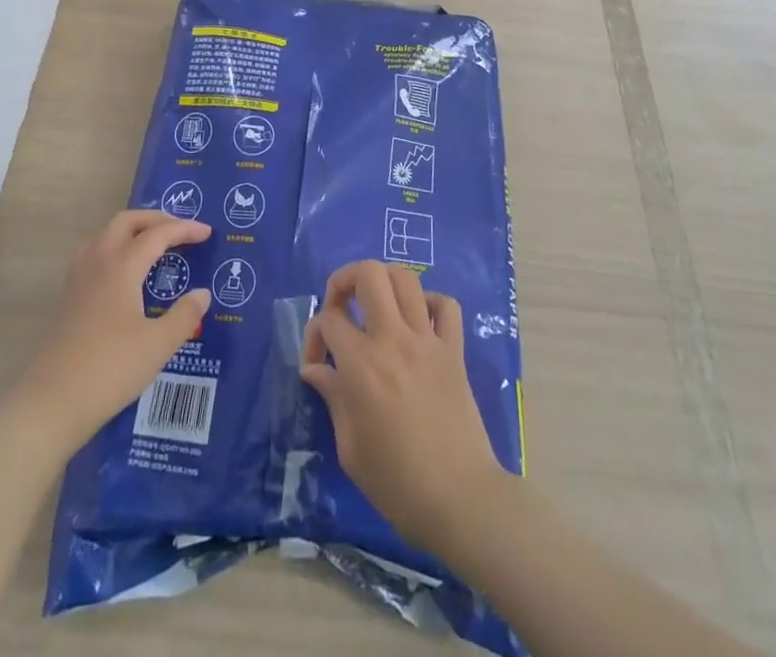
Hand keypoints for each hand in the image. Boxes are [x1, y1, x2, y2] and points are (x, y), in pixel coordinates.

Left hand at [12, 210, 212, 448]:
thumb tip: (202, 294)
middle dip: (155, 219)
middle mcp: (98, 261)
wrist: (52, 402)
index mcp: (121, 266)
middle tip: (180, 230)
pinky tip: (124, 272)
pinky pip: (94, 252)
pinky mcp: (68, 296)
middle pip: (127, 221)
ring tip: (152, 244)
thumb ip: (184, 315)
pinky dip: (115, 247)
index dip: (184, 229)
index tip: (207, 232)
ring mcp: (78, 278)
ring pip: (106, 234)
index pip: (158, 234)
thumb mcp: (158, 345)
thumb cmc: (110, 370)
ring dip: (132, 230)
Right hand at [299, 260, 509, 554]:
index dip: (314, 334)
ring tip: (374, 305)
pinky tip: (418, 322)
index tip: (317, 364)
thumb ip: (333, 397)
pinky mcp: (455, 350)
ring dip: (383, 282)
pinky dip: (429, 303)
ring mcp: (428, 340)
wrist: (461, 500)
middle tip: (340, 307)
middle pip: (368, 274)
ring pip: (405, 278)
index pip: (329, 319)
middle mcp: (394, 340)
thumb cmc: (397, 484)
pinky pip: (446, 305)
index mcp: (362, 366)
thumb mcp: (350, 448)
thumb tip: (315, 369)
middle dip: (344, 280)